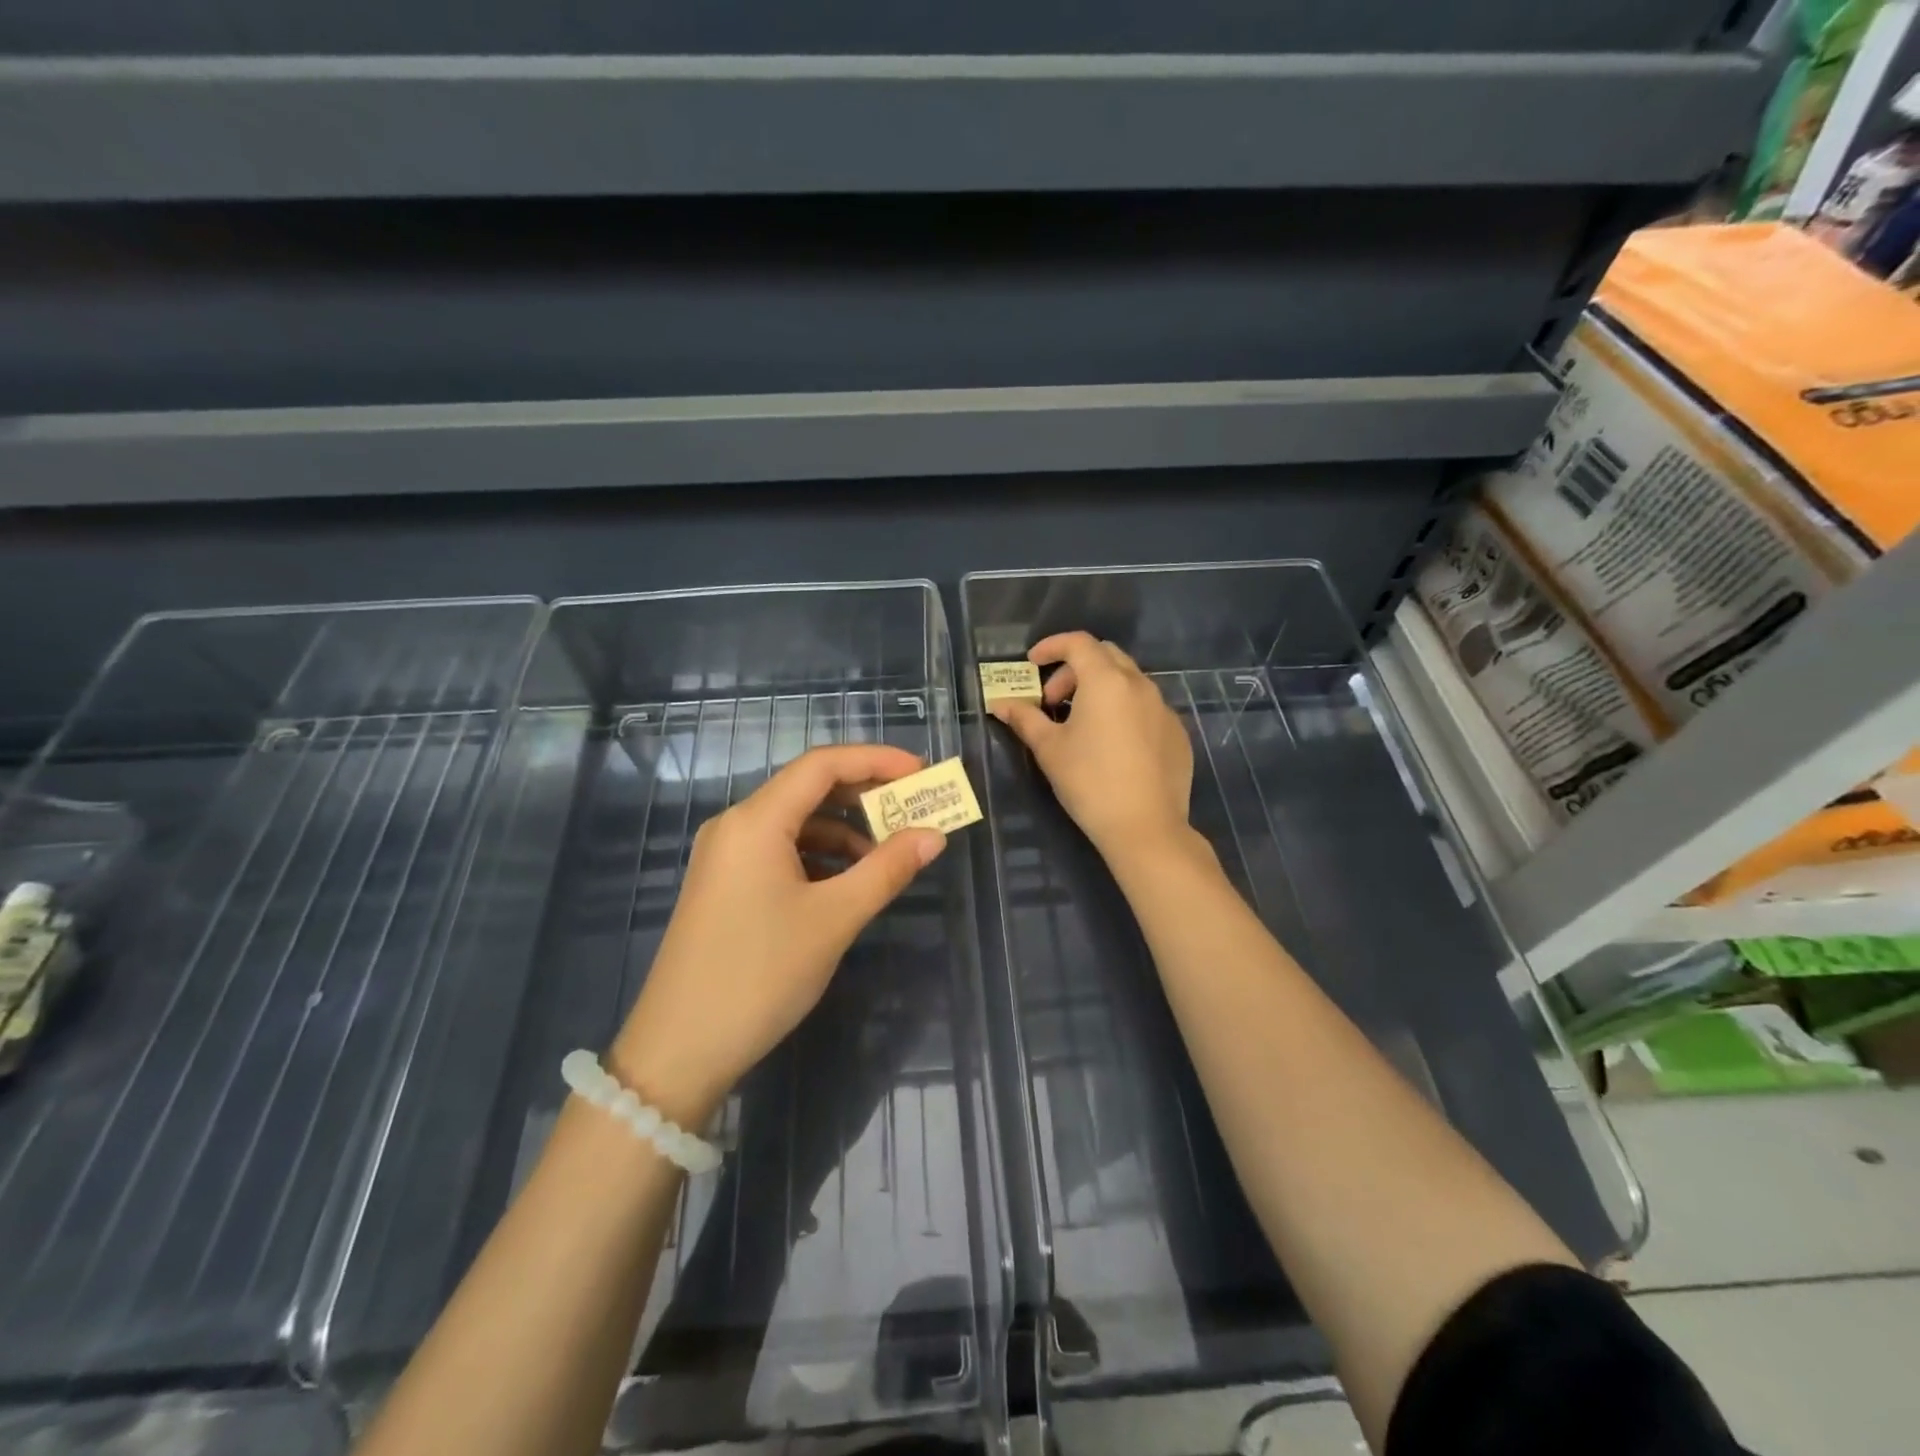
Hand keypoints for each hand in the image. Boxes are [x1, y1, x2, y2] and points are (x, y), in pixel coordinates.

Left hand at [609, 744, 946, 1127]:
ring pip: (795, 823)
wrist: (678, 1050)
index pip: (822, 765)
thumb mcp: (833, 920)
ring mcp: (725, 856)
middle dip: (864, 795)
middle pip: (808, 789)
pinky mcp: (724, 885)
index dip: (876, 760)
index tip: (921, 772)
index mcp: (756, 821)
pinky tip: (846, 884)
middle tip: (913, 809)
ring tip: (887, 857)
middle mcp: (736, 825)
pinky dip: (818, 857)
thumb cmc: (760, 975)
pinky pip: (779, 851)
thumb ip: (887, 870)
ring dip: (844, 831)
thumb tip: (933, 835)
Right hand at [989, 631, 1194, 860]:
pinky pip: (1147, 708)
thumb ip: (1025, 719)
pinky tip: (1113, 746)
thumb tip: (1000, 704)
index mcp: (1106, 681)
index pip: (1078, 643)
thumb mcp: (1049, 749)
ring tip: (1081, 724)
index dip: (1052, 646)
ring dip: (1100, 690)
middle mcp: (1140, 685)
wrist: (1145, 827)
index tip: (1032, 663)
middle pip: (1105, 656)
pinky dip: (1124, 711)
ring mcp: (1164, 709)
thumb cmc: (1089, 782)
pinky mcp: (1177, 734)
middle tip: (1053, 701)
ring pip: (1129, 681)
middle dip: (1074, 669)